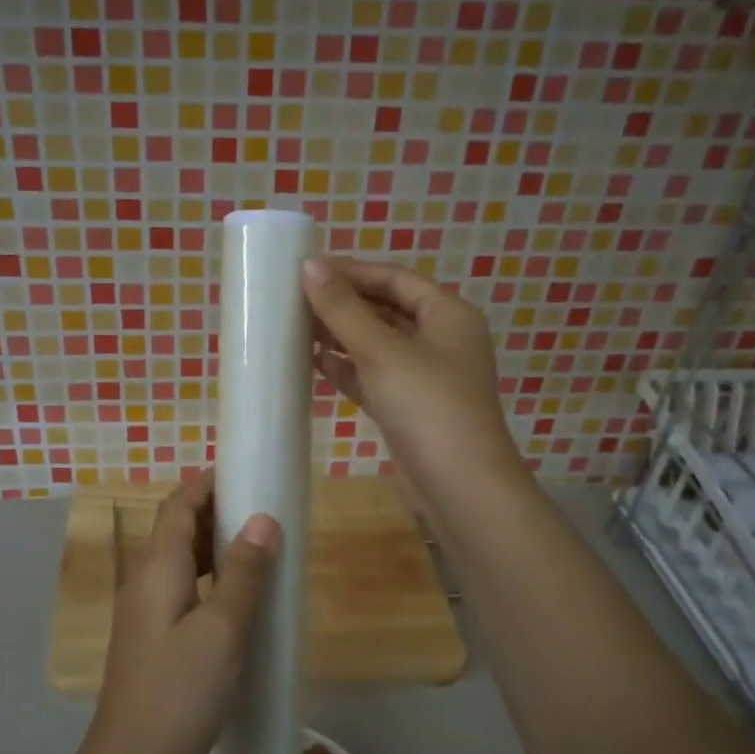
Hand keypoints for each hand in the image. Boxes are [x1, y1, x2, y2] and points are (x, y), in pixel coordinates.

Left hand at [77, 470, 280, 753]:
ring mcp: (144, 613)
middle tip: (262, 508)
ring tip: (258, 547)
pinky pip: (182, 591)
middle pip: (177, 529)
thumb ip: (243, 572)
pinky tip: (237, 600)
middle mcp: (144, 581)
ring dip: (214, 546)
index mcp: (158, 568)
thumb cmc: (180, 692)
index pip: (178, 505)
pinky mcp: (152, 640)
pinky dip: (210, 580)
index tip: (244, 470)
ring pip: (180, 562)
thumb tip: (262, 519)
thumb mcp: (223, 629)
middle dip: (215, 511)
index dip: (206, 483)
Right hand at [302, 256, 523, 509]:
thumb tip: (310, 265)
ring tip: (296, 328)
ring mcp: (426, 376)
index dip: (351, 271)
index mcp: (448, 314)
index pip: (394, 278)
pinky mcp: (410, 408)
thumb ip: (343, 308)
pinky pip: (374, 376)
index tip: (306, 270)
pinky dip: (348, 369)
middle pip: (386, 309)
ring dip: (341, 336)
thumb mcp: (382, 351)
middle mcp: (441, 339)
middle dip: (343, 304)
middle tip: (294, 300)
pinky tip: (315, 364)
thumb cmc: (427, 406)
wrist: (460, 488)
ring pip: (378, 344)